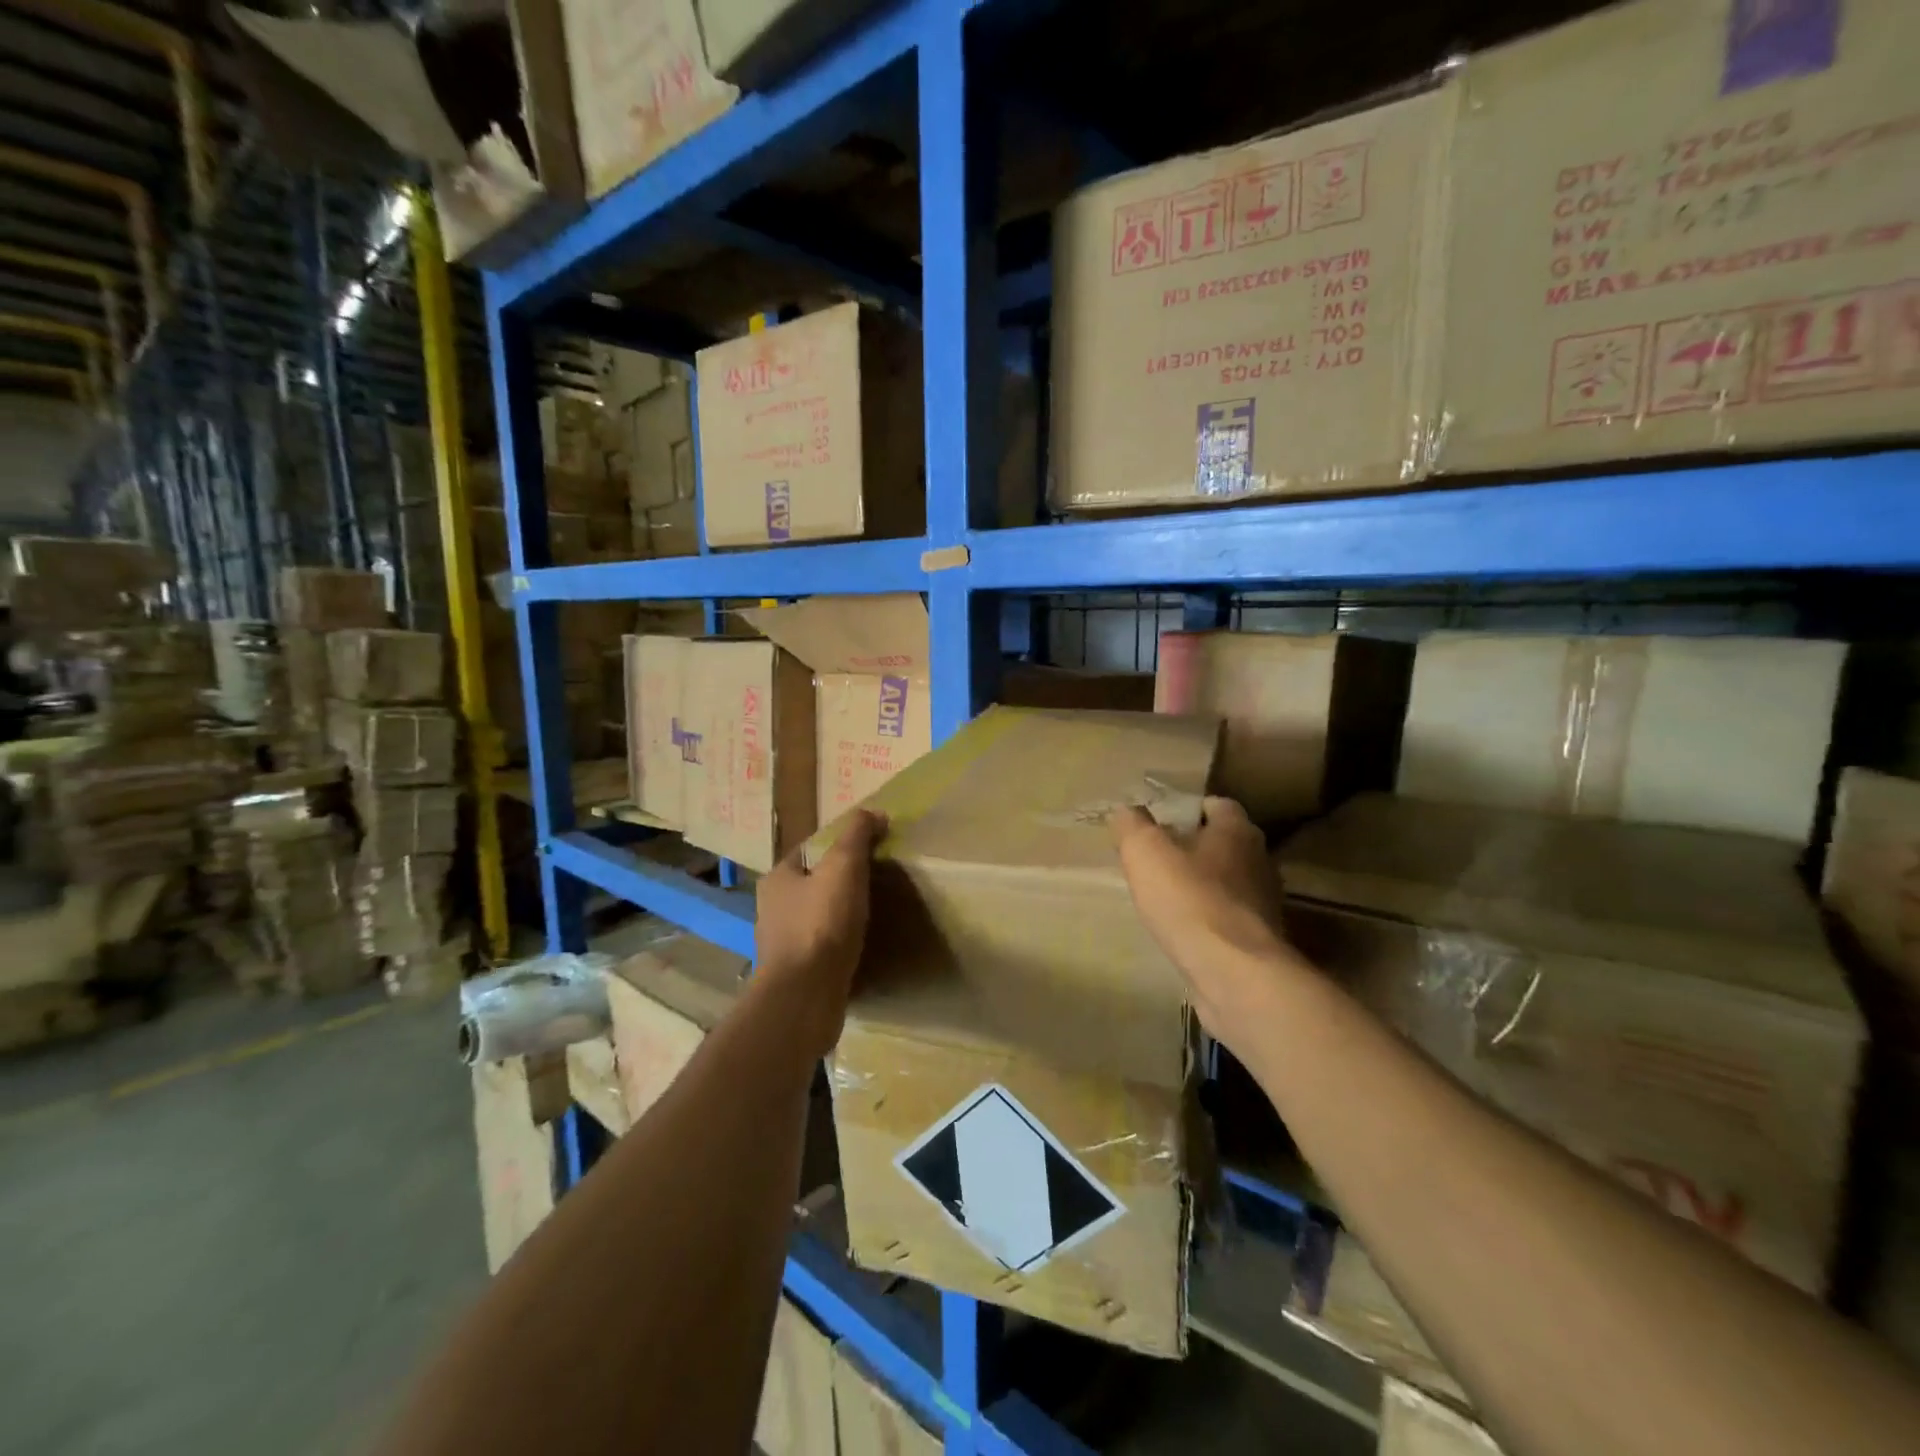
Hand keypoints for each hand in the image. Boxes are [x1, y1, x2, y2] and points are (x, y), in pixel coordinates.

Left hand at [752, 809, 886, 1058]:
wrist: (804, 998)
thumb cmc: (821, 925)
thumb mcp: (844, 867)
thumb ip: (857, 835)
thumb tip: (873, 813)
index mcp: (777, 878)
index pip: (810, 850)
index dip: (841, 846)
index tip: (872, 850)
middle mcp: (772, 909)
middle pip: (813, 884)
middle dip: (841, 882)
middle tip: (878, 882)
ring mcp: (782, 944)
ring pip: (817, 917)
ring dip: (841, 916)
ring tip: (875, 915)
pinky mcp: (796, 974)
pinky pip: (822, 948)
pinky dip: (840, 944)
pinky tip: (862, 947)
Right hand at [1111, 796, 1305, 1044]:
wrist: (1235, 974)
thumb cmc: (1190, 899)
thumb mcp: (1145, 851)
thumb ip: (1133, 825)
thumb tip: (1126, 811)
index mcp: (1237, 831)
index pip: (1216, 805)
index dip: (1186, 809)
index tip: (1159, 821)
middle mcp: (1258, 861)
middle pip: (1223, 844)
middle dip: (1193, 848)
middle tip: (1155, 858)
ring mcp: (1263, 903)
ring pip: (1226, 882)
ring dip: (1200, 886)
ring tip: (1164, 896)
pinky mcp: (1258, 940)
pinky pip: (1227, 918)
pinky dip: (1206, 919)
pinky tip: (1181, 930)